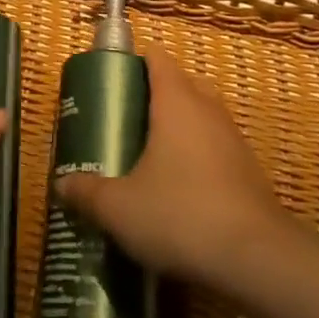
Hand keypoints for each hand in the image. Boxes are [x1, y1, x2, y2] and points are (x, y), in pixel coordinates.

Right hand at [57, 51, 290, 290]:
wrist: (258, 259)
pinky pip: (219, 146)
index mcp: (176, 101)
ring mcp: (234, 139)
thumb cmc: (181, 214)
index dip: (136, 60)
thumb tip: (61, 184)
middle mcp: (208, 109)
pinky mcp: (250, 171)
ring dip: (183, 124)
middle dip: (159, 92)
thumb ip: (88, 193)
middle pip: (184, 82)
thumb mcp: (120, 208)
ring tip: (153, 153)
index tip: (114, 77)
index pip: (158, 58)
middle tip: (130, 116)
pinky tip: (183, 187)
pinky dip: (201, 155)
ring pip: (205, 114)